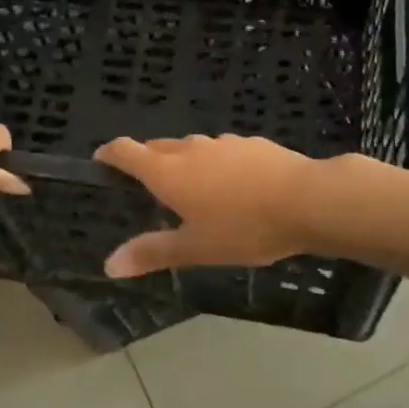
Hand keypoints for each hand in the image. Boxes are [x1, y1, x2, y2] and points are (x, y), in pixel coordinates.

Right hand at [94, 134, 321, 277]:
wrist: (307, 200)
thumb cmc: (244, 228)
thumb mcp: (196, 248)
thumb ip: (153, 253)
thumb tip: (109, 265)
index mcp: (167, 171)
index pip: (125, 150)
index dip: (109, 154)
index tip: (101, 163)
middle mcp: (189, 149)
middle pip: (156, 147)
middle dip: (146, 163)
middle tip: (147, 191)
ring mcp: (221, 142)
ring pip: (190, 149)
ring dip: (183, 164)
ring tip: (193, 193)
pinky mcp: (250, 143)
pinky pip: (220, 152)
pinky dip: (215, 165)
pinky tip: (234, 189)